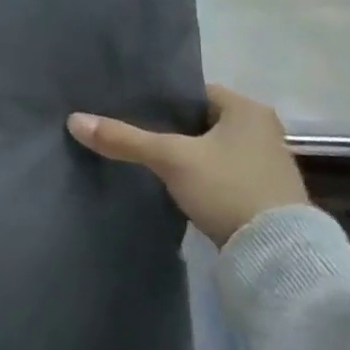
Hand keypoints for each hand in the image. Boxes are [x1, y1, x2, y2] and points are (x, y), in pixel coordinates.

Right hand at [67, 85, 306, 246]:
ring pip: (209, 148)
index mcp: (248, 110)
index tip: (129, 106)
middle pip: (200, 121)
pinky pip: (218, 172)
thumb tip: (73, 120)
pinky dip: (197, 175)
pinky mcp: (262, 195)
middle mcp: (263, 131)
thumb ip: (124, 138)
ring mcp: (266, 165)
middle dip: (169, 127)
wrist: (277, 256)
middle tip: (130, 130)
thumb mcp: (170, 159)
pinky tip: (171, 182)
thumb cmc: (228, 188)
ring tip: (145, 156)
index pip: (193, 92)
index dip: (160, 99)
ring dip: (184, 153)